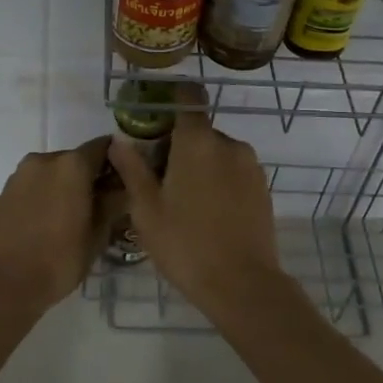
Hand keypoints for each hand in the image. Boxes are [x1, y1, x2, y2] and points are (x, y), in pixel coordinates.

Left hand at [0, 138, 111, 315]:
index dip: (117, 160)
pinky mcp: (2, 193)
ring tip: (72, 217)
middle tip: (100, 204)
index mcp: (72, 165)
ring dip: (64, 187)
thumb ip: (112, 204)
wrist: (2, 285)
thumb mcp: (97, 235)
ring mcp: (20, 175)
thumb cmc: (58, 260)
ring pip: (52, 173)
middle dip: (89, 177)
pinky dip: (44, 196)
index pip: (104, 146)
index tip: (124, 179)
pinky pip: (32, 187)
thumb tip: (121, 189)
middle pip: (76, 159)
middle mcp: (44, 160)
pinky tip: (46, 224)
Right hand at [108, 93, 282, 315]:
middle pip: (199, 130)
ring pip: (217, 153)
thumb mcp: (146, 209)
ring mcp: (250, 165)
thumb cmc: (185, 243)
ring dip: (200, 165)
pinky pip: (234, 171)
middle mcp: (228, 144)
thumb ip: (132, 168)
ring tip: (183, 202)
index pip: (189, 98)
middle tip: (159, 179)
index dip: (173, 99)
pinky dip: (219, 181)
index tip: (156, 117)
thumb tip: (119, 139)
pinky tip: (208, 213)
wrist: (242, 284)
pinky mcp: (263, 187)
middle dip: (179, 145)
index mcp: (197, 141)